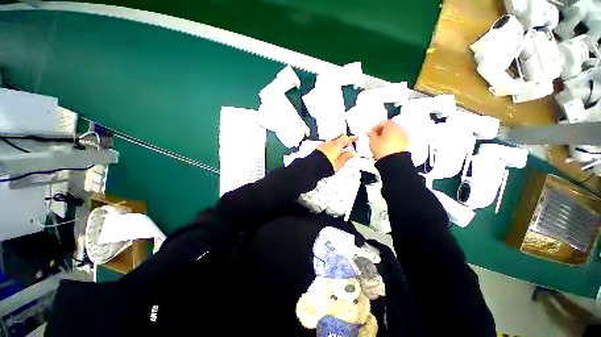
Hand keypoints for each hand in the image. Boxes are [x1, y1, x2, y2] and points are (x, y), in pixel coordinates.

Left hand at [317, 135, 357, 171]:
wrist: (312, 167)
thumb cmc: (325, 165)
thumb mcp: (339, 163)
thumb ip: (346, 157)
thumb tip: (352, 153)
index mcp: (336, 144)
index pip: (346, 139)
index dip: (352, 139)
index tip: (356, 138)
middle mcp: (329, 143)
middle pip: (338, 139)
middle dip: (344, 141)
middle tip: (349, 143)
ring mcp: (322, 146)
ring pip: (332, 142)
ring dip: (337, 144)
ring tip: (341, 150)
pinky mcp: (318, 149)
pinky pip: (327, 145)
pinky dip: (331, 147)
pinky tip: (332, 152)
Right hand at [367, 120, 408, 159]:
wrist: (394, 161)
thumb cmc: (384, 150)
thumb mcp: (373, 141)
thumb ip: (371, 134)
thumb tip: (371, 132)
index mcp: (391, 125)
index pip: (382, 122)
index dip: (375, 127)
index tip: (371, 133)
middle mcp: (399, 128)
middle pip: (390, 126)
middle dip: (382, 131)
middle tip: (375, 137)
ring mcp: (404, 135)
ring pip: (394, 132)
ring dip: (388, 135)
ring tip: (381, 143)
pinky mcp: (406, 143)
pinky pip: (398, 138)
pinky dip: (393, 140)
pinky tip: (387, 146)